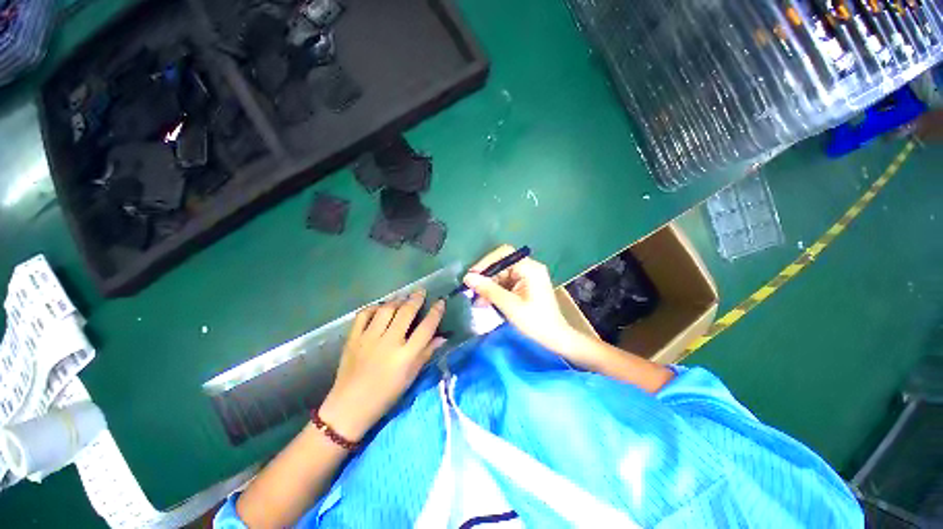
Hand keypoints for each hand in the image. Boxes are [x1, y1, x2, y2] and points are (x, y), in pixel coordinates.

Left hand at [319, 290, 445, 441]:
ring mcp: (369, 338)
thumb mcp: (410, 377)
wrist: (350, 407)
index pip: (426, 327)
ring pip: (386, 310)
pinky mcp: (353, 338)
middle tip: (421, 291)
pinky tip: (380, 307)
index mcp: (406, 356)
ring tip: (403, 298)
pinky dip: (373, 307)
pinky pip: (364, 315)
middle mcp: (389, 342)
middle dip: (416, 299)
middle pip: (406, 312)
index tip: (441, 302)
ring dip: (397, 300)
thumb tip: (442, 337)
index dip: (435, 312)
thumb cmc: (386, 395)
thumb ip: (426, 353)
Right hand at [463, 245, 580, 356]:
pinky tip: (486, 302)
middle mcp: (529, 268)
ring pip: (502, 275)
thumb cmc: (535, 321)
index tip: (472, 275)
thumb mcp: (509, 305)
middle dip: (486, 278)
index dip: (486, 262)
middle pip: (502, 265)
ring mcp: (528, 277)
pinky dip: (496, 292)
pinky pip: (506, 284)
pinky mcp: (526, 286)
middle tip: (471, 291)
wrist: (556, 338)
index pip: (504, 254)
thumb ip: (488, 289)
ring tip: (477, 301)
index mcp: (529, 268)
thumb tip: (467, 277)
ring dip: (489, 287)